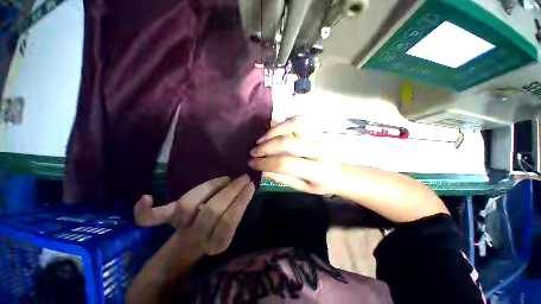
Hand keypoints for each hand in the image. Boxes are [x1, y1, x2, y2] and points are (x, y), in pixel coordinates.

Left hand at [134, 175, 254, 254]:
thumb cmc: (217, 230)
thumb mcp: (230, 227)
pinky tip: (146, 198)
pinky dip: (145, 211)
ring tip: (225, 179)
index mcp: (217, 243)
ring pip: (188, 205)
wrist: (194, 240)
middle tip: (242, 178)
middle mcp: (196, 239)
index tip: (250, 185)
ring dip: (210, 187)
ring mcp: (180, 228)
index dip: (240, 201)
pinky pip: (152, 218)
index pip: (229, 222)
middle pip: (212, 211)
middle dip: (230, 190)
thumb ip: (237, 211)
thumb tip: (247, 188)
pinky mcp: (167, 220)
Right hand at [248, 116, 343, 194]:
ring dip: (273, 131)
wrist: (340, 173)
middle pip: (288, 142)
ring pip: (294, 124)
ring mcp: (320, 135)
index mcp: (317, 171)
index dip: (265, 162)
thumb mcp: (301, 188)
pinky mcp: (318, 128)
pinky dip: (284, 123)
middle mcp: (320, 150)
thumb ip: (282, 178)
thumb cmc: (320, 183)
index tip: (252, 162)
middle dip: (266, 146)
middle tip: (254, 151)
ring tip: (262, 140)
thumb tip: (262, 167)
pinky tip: (275, 131)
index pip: (285, 164)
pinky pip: (299, 119)